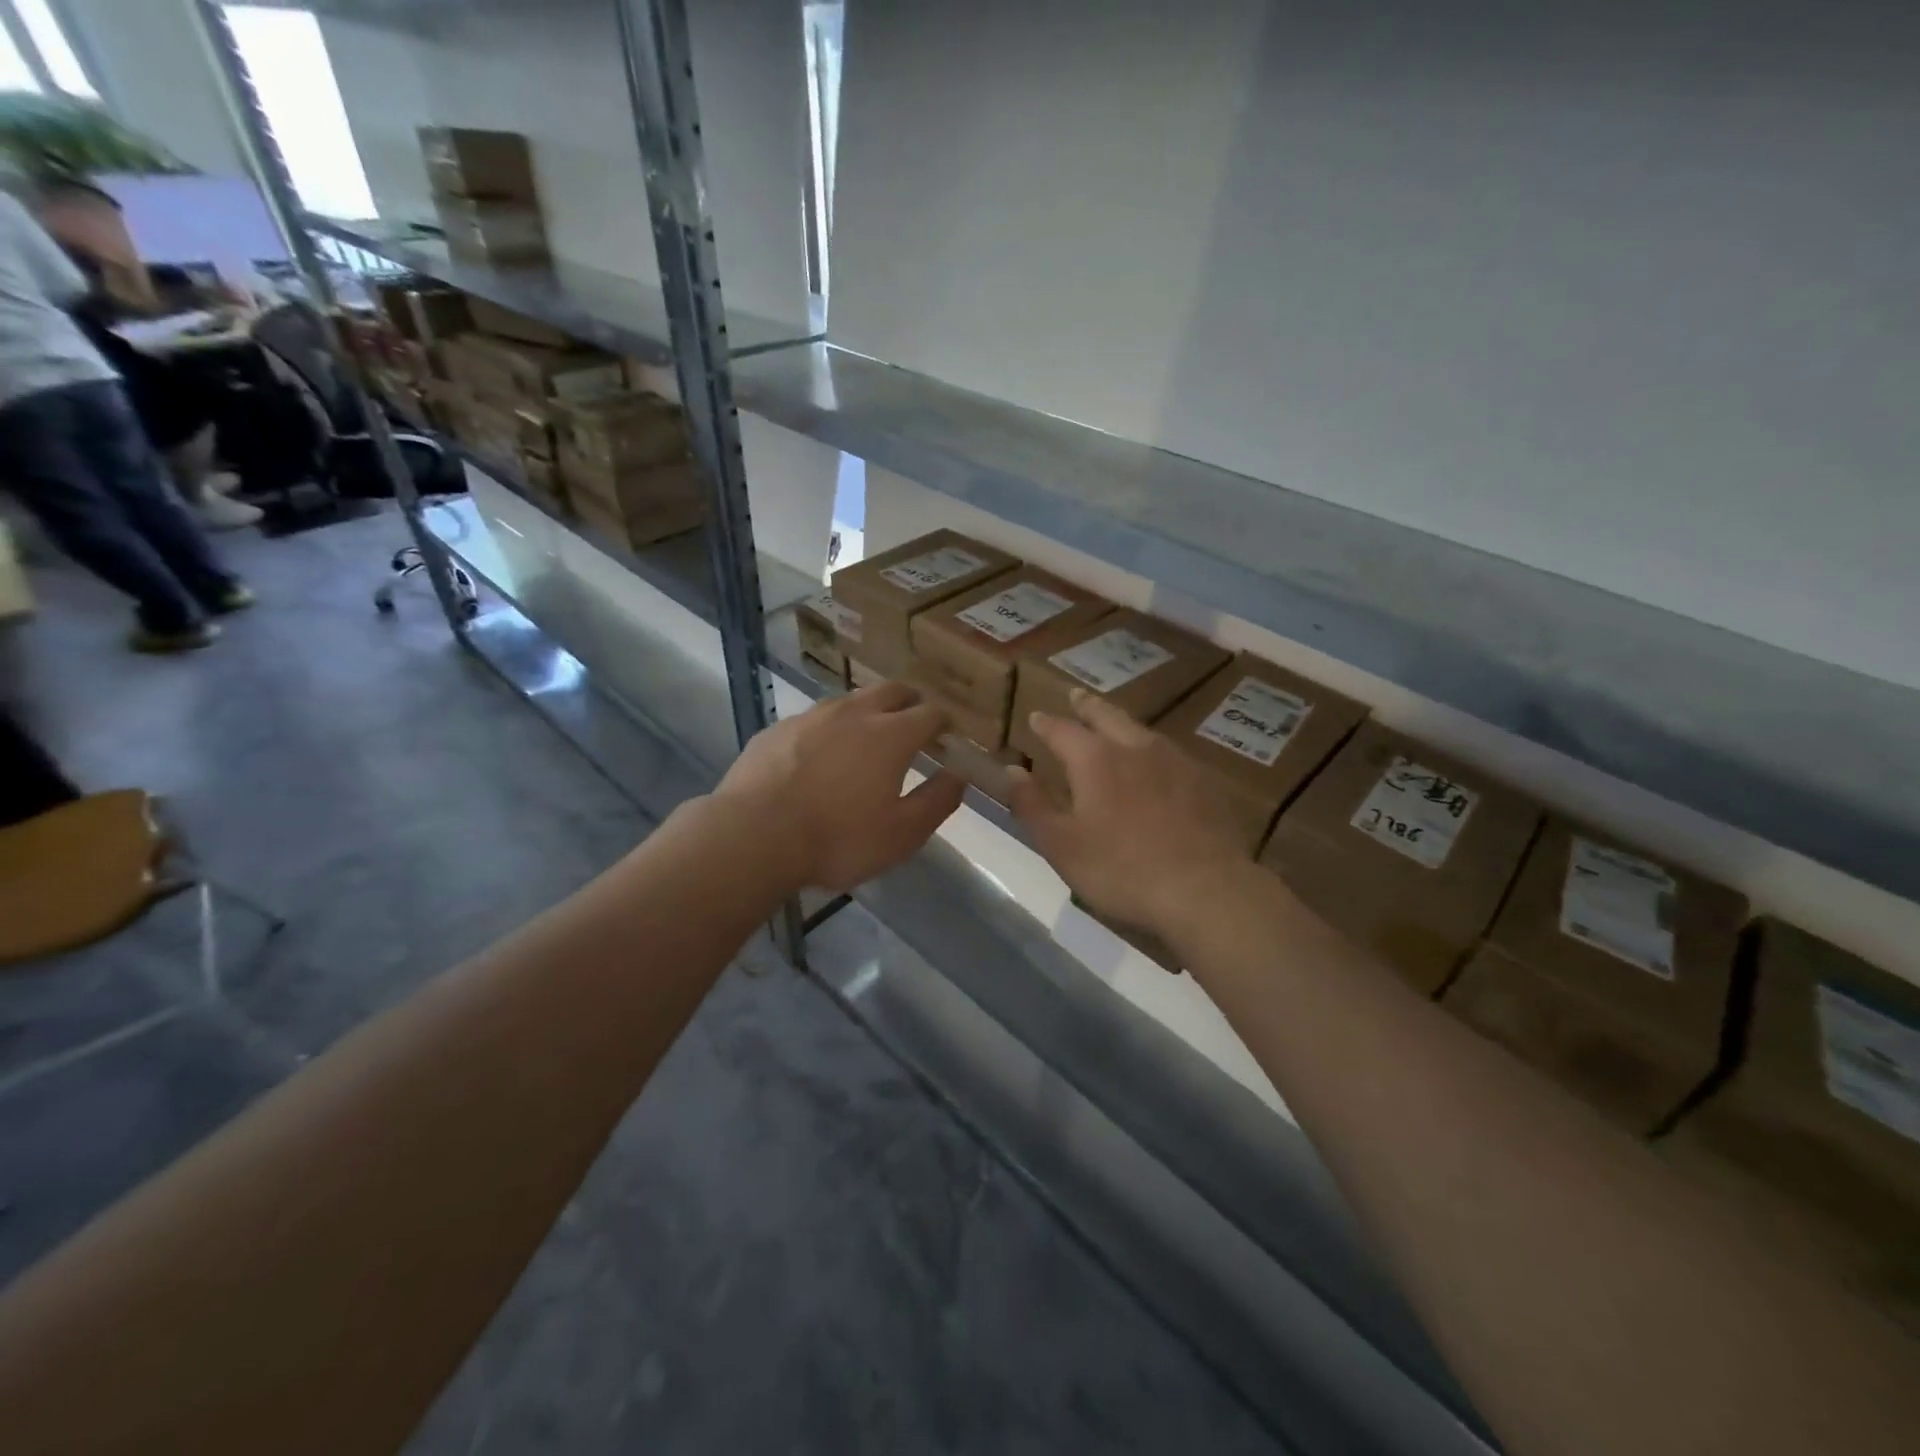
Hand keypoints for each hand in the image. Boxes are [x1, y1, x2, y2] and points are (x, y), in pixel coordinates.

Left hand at [715, 681, 964, 892]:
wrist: (753, 835)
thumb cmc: (837, 839)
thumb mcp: (902, 834)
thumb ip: (937, 801)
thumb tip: (958, 776)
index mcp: (891, 735)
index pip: (930, 713)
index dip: (944, 722)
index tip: (947, 733)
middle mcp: (854, 713)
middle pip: (892, 691)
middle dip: (910, 702)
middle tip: (914, 721)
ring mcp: (812, 716)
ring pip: (851, 700)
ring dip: (868, 711)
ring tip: (867, 735)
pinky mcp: (778, 729)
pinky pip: (814, 719)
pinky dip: (828, 729)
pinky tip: (819, 754)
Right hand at [1008, 690, 1246, 936]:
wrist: (1205, 890)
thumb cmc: (1121, 870)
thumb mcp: (1061, 845)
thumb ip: (1033, 805)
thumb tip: (1012, 770)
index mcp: (1095, 759)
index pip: (1062, 730)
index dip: (1046, 723)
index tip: (1036, 717)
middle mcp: (1136, 747)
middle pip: (1107, 715)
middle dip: (1087, 706)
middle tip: (1076, 695)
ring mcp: (1176, 761)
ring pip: (1142, 730)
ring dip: (1122, 723)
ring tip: (1115, 724)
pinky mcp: (1205, 782)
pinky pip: (1171, 754)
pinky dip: (1153, 751)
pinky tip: (1157, 766)